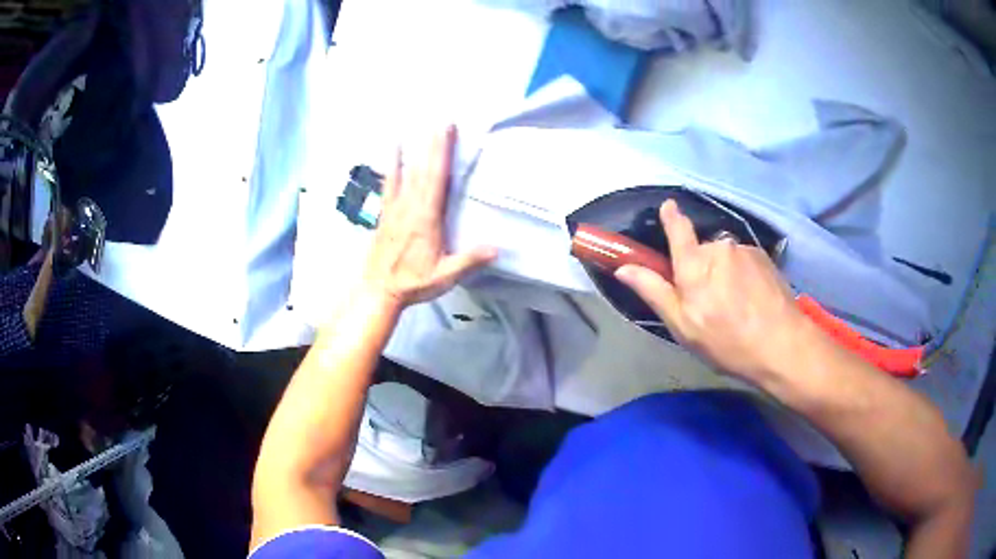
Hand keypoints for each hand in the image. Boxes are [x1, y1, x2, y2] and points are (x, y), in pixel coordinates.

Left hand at [363, 126, 495, 308]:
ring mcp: (394, 209)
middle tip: (442, 121)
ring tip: (416, 128)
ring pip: (406, 174)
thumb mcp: (445, 275)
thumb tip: (497, 248)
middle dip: (433, 144)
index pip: (437, 179)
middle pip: (424, 170)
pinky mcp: (385, 214)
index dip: (443, 153)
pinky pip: (389, 185)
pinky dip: (391, 167)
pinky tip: (392, 153)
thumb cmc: (412, 283)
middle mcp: (410, 208)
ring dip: (413, 151)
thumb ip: (469, 260)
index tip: (448, 132)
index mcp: (426, 219)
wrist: (378, 290)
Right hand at [615, 200, 812, 383]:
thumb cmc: (726, 341)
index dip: (671, 217)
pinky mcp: (764, 257)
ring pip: (725, 257)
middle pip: (702, 251)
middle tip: (710, 302)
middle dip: (701, 268)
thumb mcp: (683, 325)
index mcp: (694, 264)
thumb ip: (654, 291)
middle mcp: (718, 247)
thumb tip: (624, 268)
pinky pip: (744, 261)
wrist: (781, 344)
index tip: (668, 207)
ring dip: (725, 273)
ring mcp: (744, 250)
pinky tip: (752, 301)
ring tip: (736, 306)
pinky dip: (744, 276)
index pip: (678, 229)